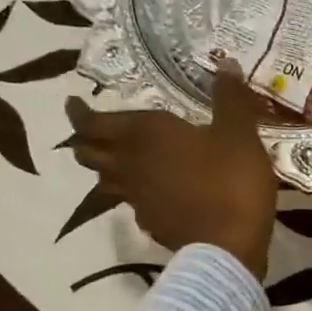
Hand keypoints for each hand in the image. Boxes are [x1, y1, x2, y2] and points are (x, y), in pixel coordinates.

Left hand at [65, 66, 277, 279]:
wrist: (228, 246)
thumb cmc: (230, 181)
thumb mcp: (239, 133)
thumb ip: (230, 99)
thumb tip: (226, 64)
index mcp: (145, 135)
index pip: (93, 122)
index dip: (79, 113)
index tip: (73, 103)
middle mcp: (130, 165)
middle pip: (89, 154)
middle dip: (85, 141)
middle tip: (92, 132)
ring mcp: (138, 200)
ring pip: (106, 182)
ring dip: (105, 170)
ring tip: (118, 162)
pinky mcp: (152, 226)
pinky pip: (134, 206)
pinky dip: (136, 196)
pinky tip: (155, 197)